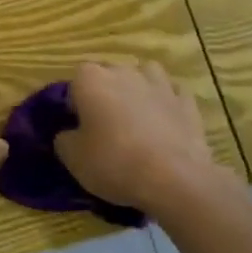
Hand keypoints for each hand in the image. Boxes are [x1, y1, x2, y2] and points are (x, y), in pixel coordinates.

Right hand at [54, 61, 226, 213]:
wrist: (174, 179)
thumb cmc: (114, 163)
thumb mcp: (72, 158)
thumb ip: (64, 139)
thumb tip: (68, 134)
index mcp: (91, 80)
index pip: (75, 80)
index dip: (75, 102)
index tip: (78, 124)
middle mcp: (124, 72)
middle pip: (109, 73)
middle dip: (105, 91)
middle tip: (104, 122)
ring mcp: (159, 84)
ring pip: (144, 73)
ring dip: (138, 86)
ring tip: (136, 112)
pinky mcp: (187, 102)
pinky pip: (173, 92)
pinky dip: (167, 101)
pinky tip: (165, 119)